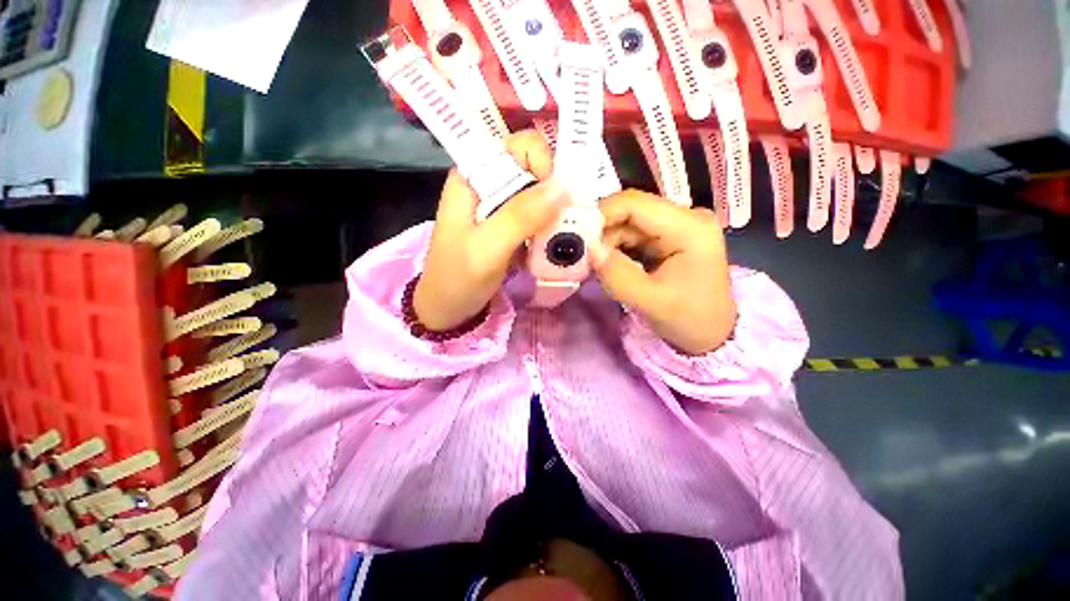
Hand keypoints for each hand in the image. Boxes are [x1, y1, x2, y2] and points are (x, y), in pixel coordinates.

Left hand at [415, 130, 568, 330]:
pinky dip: (552, 226)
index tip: (560, 196)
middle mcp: (490, 183)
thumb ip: (520, 217)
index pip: (518, 146)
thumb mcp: (486, 248)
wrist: (447, 308)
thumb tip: (564, 186)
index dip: (544, 162)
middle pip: (535, 169)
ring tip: (566, 235)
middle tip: (570, 220)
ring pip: (541, 193)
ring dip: (558, 211)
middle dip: (558, 191)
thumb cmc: (457, 278)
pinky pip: (539, 216)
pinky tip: (556, 243)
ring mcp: (502, 206)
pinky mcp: (511, 226)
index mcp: (474, 175)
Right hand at [591, 190, 736, 354]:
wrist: (711, 334)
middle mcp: (685, 217)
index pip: (635, 204)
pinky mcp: (668, 238)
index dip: (601, 215)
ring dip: (607, 243)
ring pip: (627, 224)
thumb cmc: (689, 319)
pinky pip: (633, 236)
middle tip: (583, 256)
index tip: (577, 237)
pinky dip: (616, 249)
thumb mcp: (651, 302)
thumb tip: (589, 250)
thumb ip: (617, 275)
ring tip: (595, 265)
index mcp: (689, 227)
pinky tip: (608, 264)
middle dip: (602, 232)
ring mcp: (677, 226)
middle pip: (630, 211)